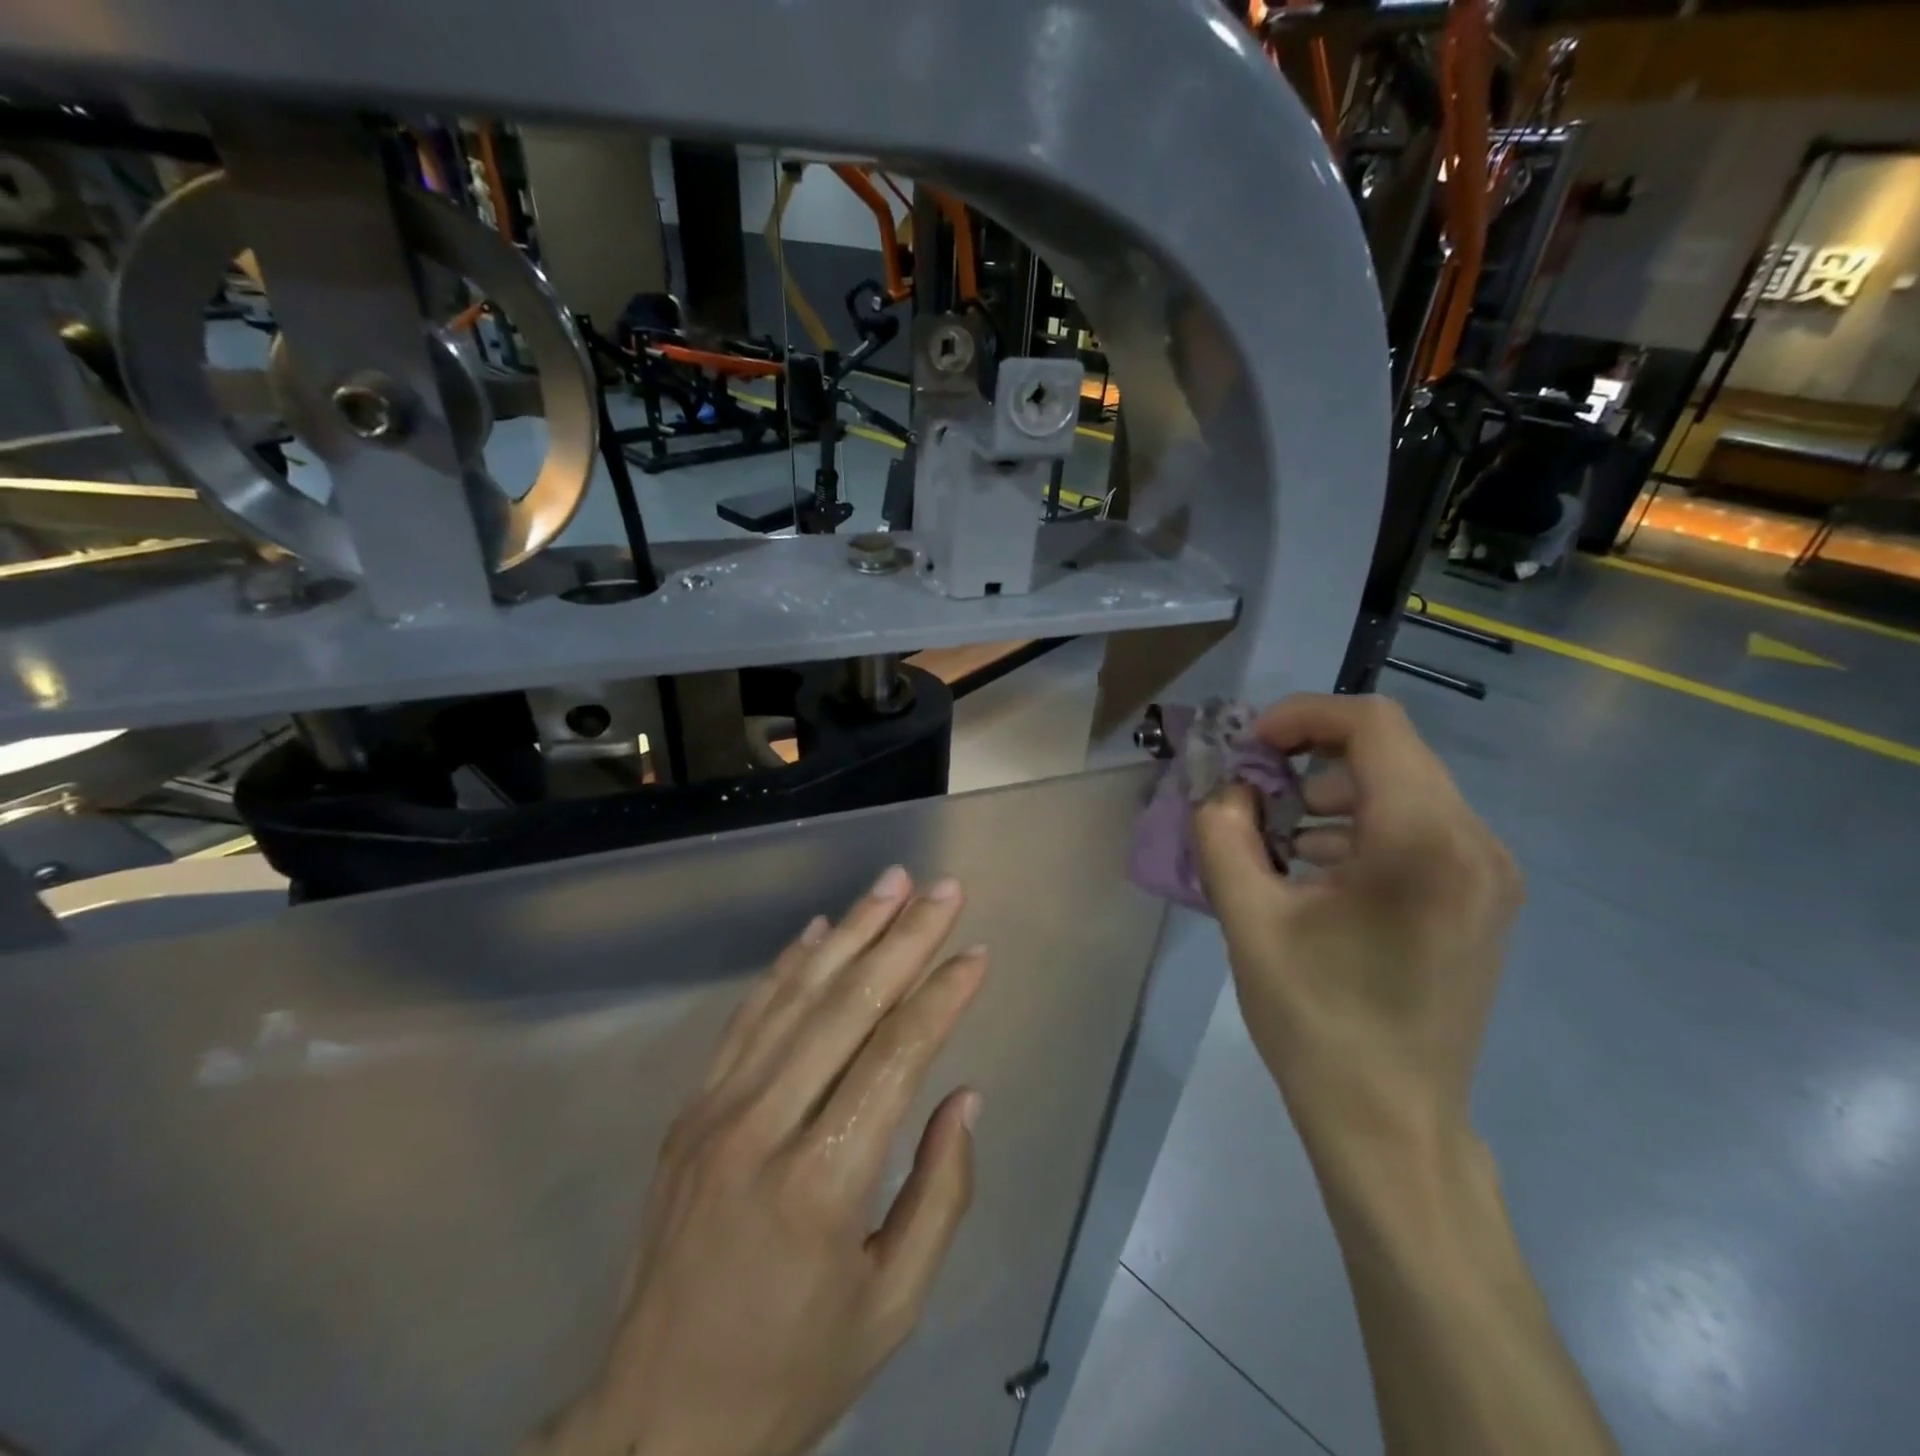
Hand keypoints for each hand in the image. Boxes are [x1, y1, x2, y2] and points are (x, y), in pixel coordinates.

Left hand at [531, 867, 986, 1455]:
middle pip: (846, 1006)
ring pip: (796, 995)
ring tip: (891, 883)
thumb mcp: (893, 1303)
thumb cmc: (793, 1368)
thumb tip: (965, 1095)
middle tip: (943, 888)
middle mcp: (763, 1127)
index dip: (941, 996)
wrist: (656, 1418)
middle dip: (903, 938)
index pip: (895, 1056)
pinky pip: (747, 1017)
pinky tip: (820, 929)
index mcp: (823, 1182)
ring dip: (850, 931)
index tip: (976, 952)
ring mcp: (716, 1110)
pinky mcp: (691, 1109)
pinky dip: (787, 966)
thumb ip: (941, 1194)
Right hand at [1193, 694, 1520, 1165]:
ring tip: (1276, 837)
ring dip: (1333, 792)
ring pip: (1404, 788)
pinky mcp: (1483, 899)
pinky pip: (1420, 828)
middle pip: (1390, 751)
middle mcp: (1476, 843)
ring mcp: (1489, 874)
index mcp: (1423, 842)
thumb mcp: (1248, 920)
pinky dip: (1361, 826)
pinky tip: (1316, 870)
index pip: (1373, 724)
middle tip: (1252, 792)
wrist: (1393, 1124)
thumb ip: (1223, 834)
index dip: (1302, 716)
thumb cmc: (1317, 1023)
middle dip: (1310, 756)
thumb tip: (1227, 791)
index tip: (1249, 747)